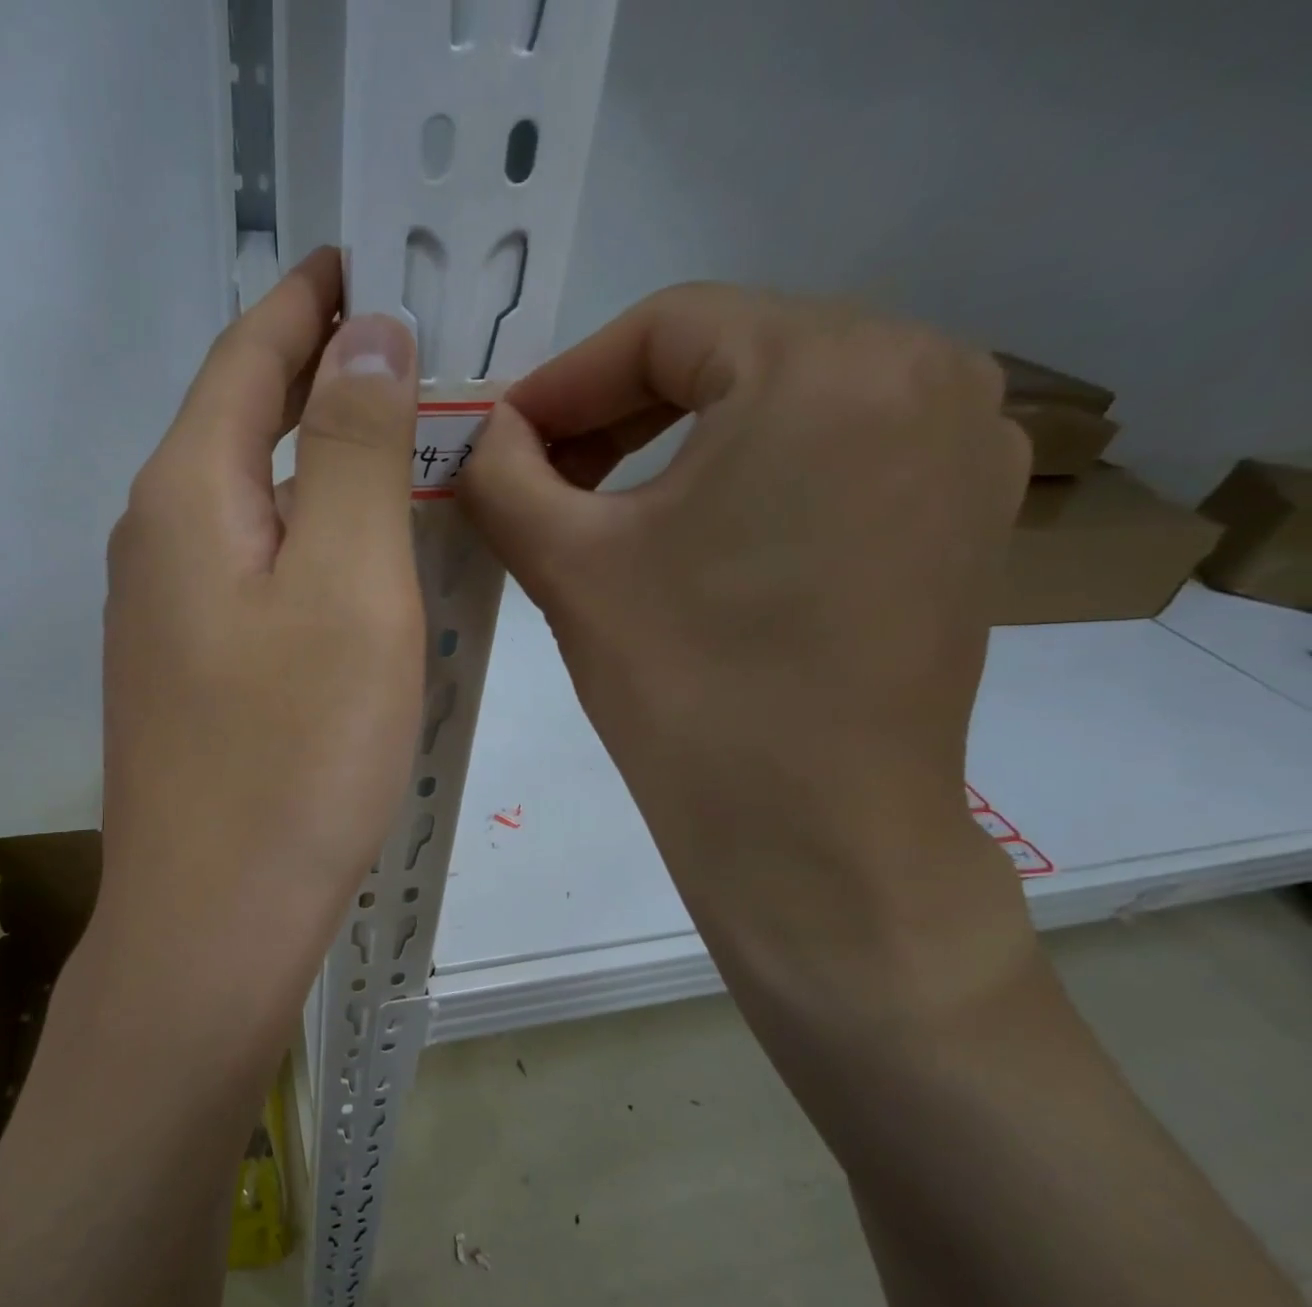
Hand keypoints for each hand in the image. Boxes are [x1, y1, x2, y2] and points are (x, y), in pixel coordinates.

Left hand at [96, 249, 422, 1021]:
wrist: (216, 918)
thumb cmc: (295, 754)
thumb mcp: (350, 585)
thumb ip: (359, 448)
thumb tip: (367, 334)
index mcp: (188, 496)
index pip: (249, 354)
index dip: (309, 300)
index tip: (368, 256)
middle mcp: (157, 541)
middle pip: (243, 423)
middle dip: (319, 372)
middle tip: (408, 348)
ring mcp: (164, 614)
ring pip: (251, 502)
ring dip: (317, 461)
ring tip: (396, 440)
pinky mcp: (189, 672)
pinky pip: (253, 569)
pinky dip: (306, 537)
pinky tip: (352, 555)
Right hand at [461, 285, 1032, 1016]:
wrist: (813, 837)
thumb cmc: (685, 688)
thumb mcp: (568, 565)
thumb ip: (502, 474)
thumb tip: (484, 434)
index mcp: (829, 362)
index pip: (665, 324)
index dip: (564, 381)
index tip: (501, 439)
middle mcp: (927, 370)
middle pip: (732, 354)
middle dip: (620, 411)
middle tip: (546, 477)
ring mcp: (966, 443)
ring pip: (786, 401)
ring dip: (684, 441)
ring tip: (611, 508)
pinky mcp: (967, 513)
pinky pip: (838, 453)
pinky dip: (754, 474)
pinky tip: (701, 537)